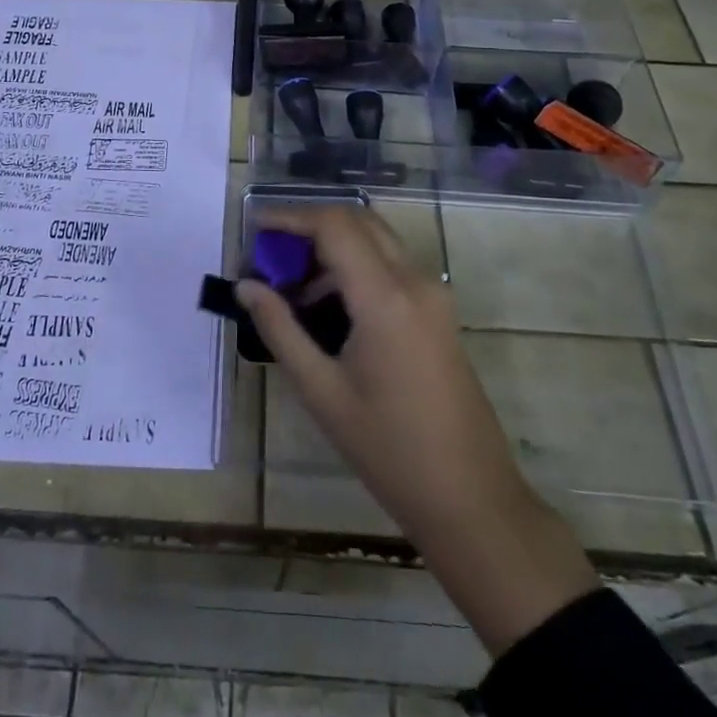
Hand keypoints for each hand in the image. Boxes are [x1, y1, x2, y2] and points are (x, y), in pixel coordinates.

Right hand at [237, 204, 596, 653]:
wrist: (471, 499)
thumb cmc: (389, 450)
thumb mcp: (322, 392)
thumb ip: (280, 329)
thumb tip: (246, 286)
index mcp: (385, 297)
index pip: (334, 225)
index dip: (290, 217)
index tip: (254, 229)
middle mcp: (414, 281)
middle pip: (357, 222)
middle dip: (309, 228)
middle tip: (270, 257)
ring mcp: (433, 294)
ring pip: (375, 242)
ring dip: (332, 249)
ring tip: (290, 290)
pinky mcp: (438, 311)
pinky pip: (390, 268)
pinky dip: (354, 269)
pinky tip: (327, 309)